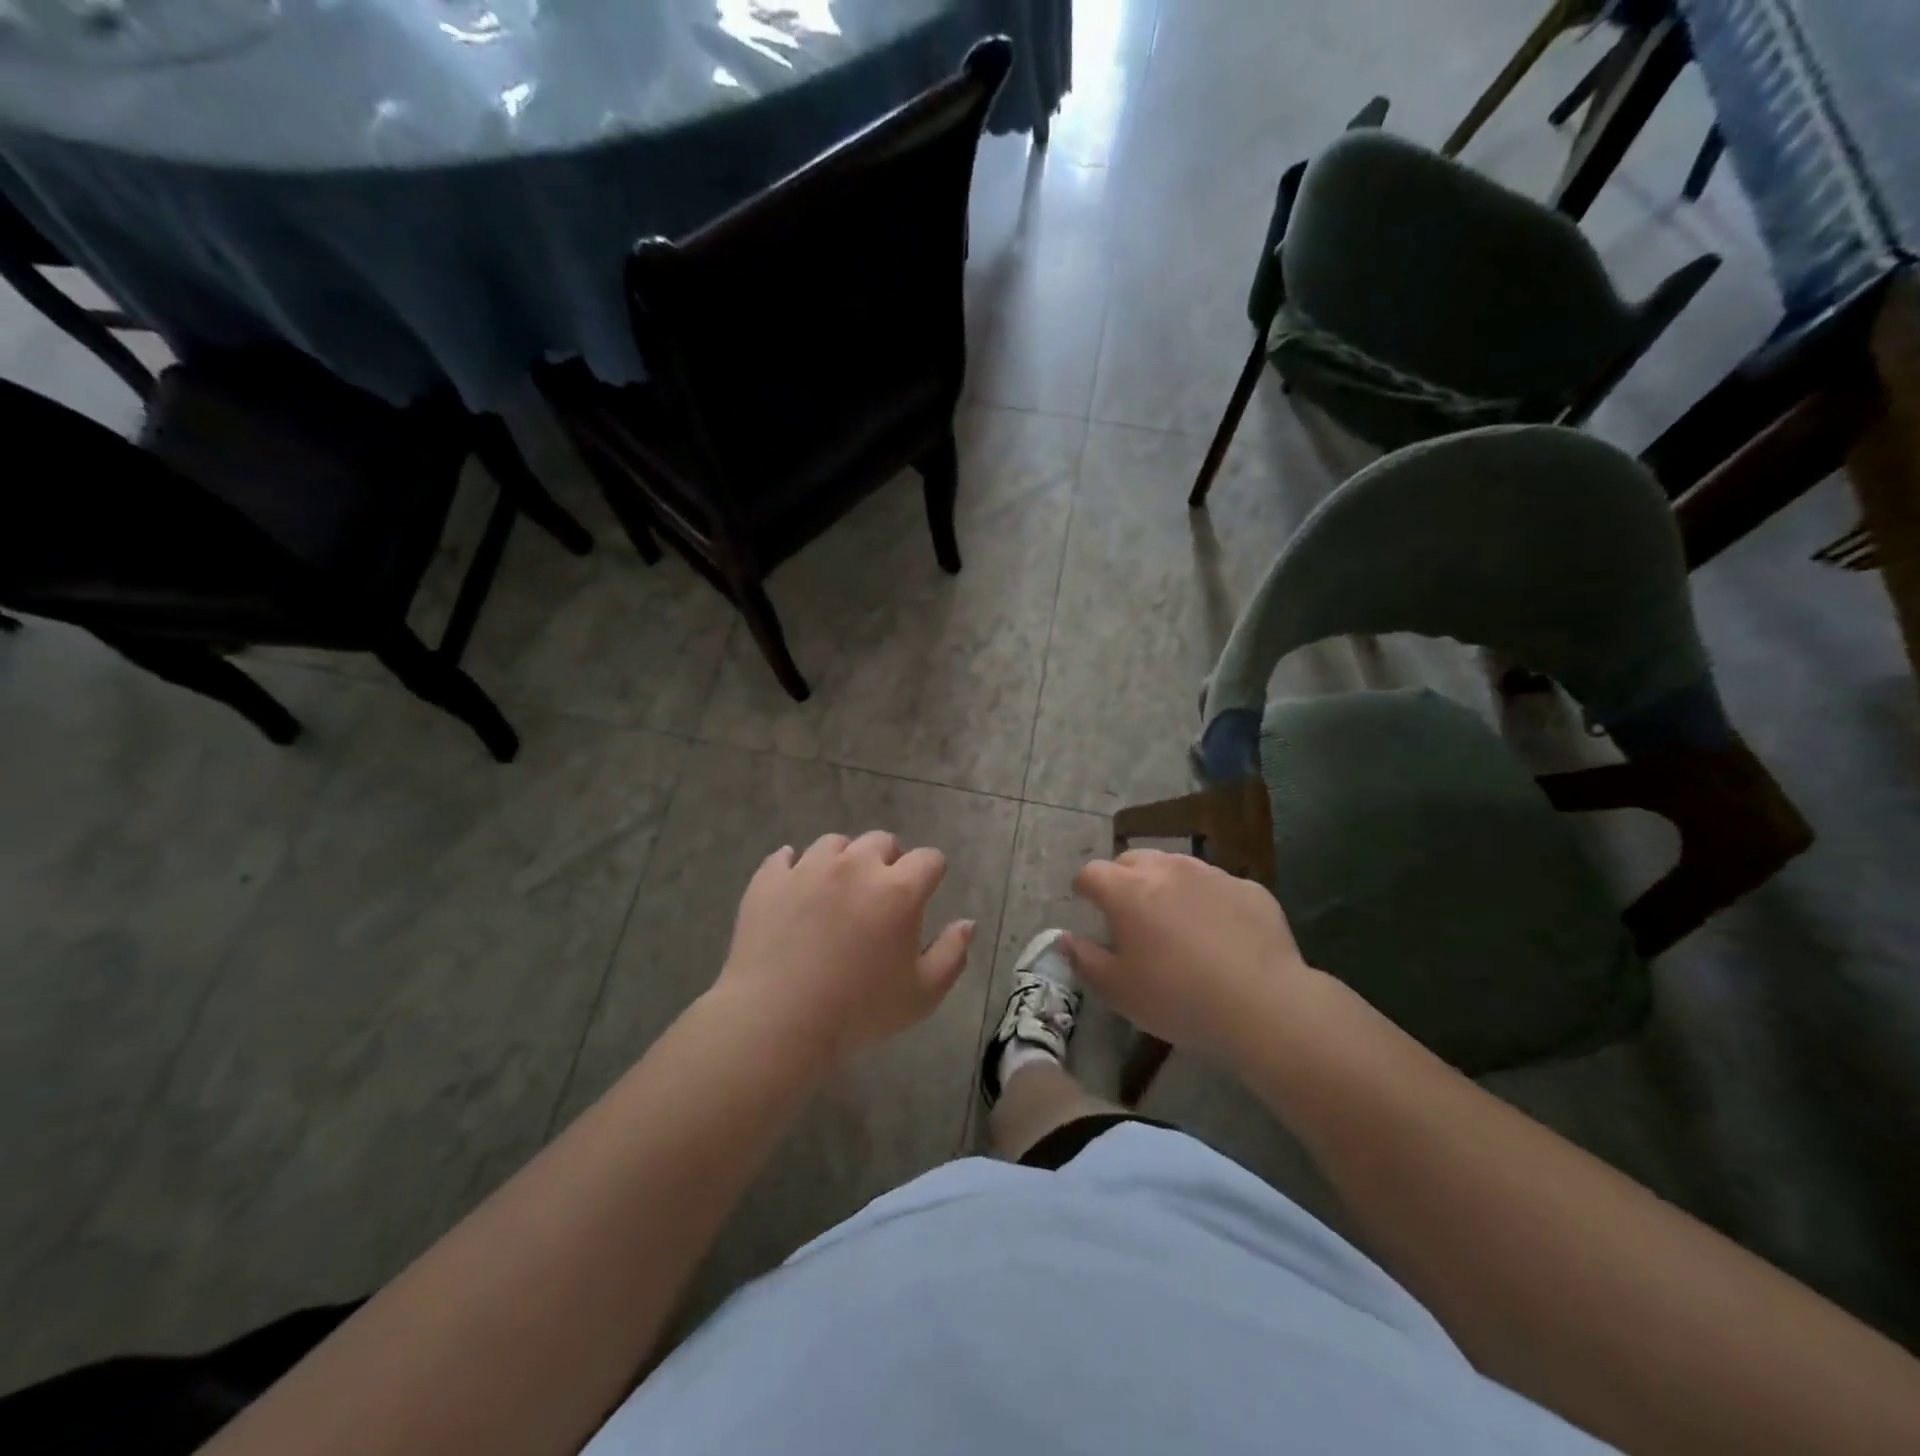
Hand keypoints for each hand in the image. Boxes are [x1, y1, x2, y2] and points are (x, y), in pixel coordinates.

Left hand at [715, 831, 974, 1065]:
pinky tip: (796, 889)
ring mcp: (809, 867)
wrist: (776, 1022)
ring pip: (835, 844)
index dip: (931, 874)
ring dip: (844, 860)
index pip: (929, 859)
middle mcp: (855, 866)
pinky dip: (795, 868)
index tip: (924, 894)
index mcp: (898, 889)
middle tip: (880, 896)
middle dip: (888, 862)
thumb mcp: (922, 994)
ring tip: (837, 892)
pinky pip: (786, 857)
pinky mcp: (770, 878)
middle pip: (882, 841)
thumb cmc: (858, 1012)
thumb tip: (967, 922)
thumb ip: (952, 954)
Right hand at [1066, 849, 1312, 1060]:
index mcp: (1127, 891)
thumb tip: (1066, 939)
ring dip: (1166, 885)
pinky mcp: (1248, 888)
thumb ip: (1084, 960)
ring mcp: (1210, 874)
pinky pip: (1216, 886)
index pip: (1091, 873)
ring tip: (1174, 922)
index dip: (1084, 888)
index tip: (1088, 907)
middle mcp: (1166, 869)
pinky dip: (1208, 901)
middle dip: (1123, 880)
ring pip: (1176, 867)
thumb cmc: (1178, 998)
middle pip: (1132, 860)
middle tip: (1129, 915)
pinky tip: (1220, 935)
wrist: (1264, 1004)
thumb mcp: (1118, 992)